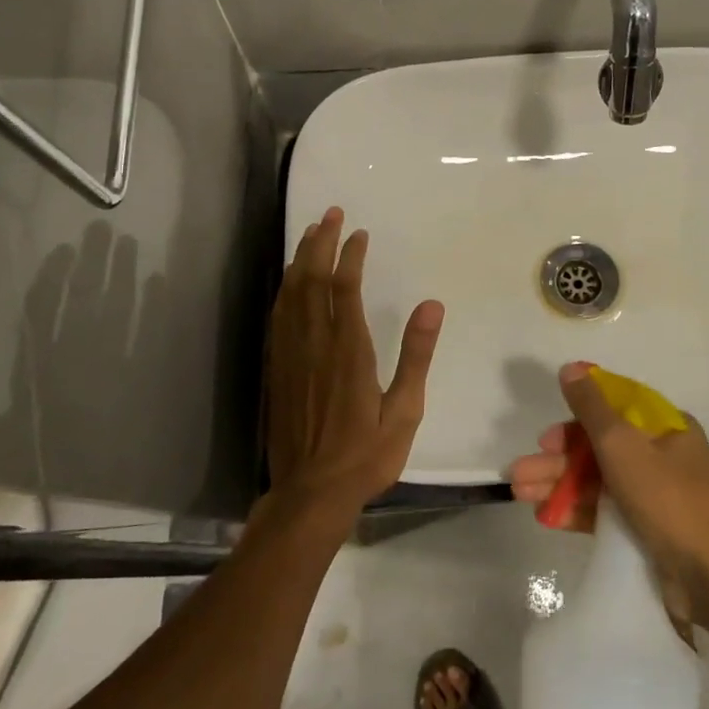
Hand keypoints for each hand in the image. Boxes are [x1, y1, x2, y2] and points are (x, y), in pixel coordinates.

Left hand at [264, 207, 444, 520]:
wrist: (310, 493)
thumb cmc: (366, 455)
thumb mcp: (404, 410)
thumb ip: (416, 355)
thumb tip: (431, 305)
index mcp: (349, 351)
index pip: (345, 288)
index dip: (350, 255)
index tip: (359, 233)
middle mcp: (315, 344)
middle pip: (312, 281)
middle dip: (320, 243)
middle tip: (329, 214)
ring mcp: (291, 356)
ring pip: (290, 294)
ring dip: (300, 259)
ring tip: (309, 233)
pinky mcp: (277, 369)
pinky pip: (278, 317)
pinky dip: (284, 290)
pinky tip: (289, 281)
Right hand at [509, 362, 708, 633]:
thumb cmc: (669, 499)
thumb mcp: (623, 445)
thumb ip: (591, 408)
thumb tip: (571, 367)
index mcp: (666, 428)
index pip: (614, 410)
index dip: (576, 419)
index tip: (546, 435)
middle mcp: (664, 456)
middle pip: (601, 447)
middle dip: (558, 458)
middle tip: (520, 472)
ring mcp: (659, 496)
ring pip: (600, 481)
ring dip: (560, 484)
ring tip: (519, 494)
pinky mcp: (652, 533)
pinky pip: (608, 514)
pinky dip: (578, 512)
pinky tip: (546, 517)